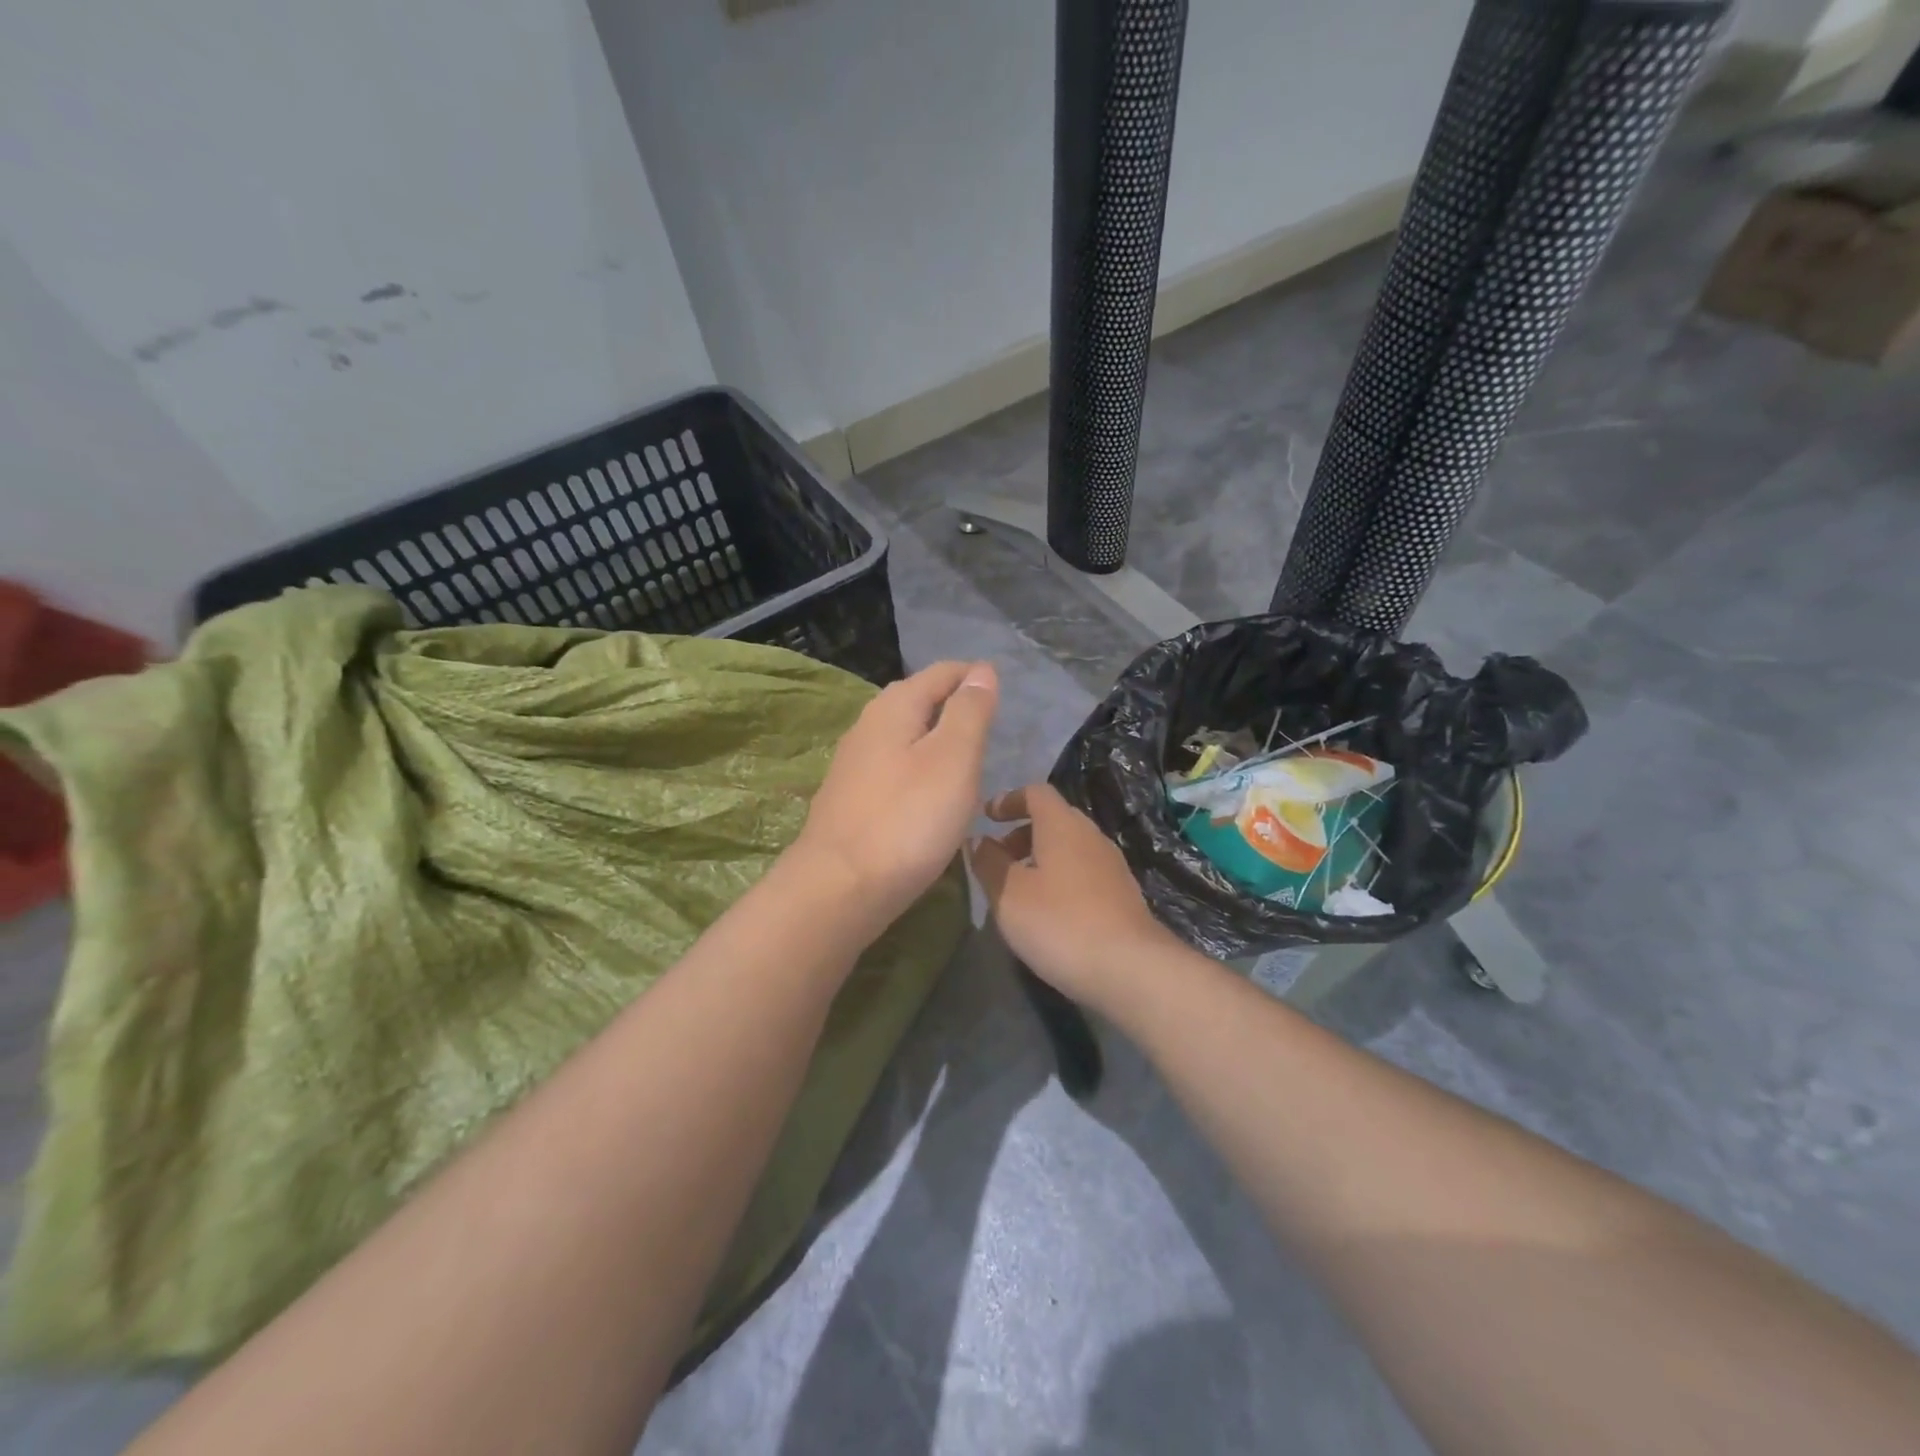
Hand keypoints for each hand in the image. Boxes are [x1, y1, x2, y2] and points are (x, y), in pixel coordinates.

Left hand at [793, 660, 999, 938]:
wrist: (840, 888)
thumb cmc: (908, 819)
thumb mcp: (954, 759)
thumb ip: (969, 712)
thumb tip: (982, 670)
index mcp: (894, 708)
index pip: (940, 673)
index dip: (973, 677)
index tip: (1002, 693)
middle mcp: (867, 726)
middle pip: (917, 700)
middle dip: (952, 704)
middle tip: (988, 725)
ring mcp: (853, 764)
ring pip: (903, 735)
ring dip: (934, 738)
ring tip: (965, 758)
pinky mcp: (849, 799)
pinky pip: (892, 767)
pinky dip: (917, 768)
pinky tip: (929, 793)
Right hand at [968, 784, 1179, 1006]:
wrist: (1129, 968)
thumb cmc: (1059, 922)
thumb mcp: (1008, 893)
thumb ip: (988, 862)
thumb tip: (979, 841)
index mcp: (1062, 824)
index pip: (1035, 792)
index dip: (1009, 800)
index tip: (987, 818)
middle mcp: (1091, 835)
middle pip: (1053, 819)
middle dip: (1021, 833)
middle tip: (997, 859)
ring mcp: (1112, 865)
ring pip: (1069, 848)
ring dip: (1040, 859)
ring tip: (1018, 890)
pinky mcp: (1122, 895)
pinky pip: (1084, 873)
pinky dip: (1060, 879)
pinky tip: (1049, 913)